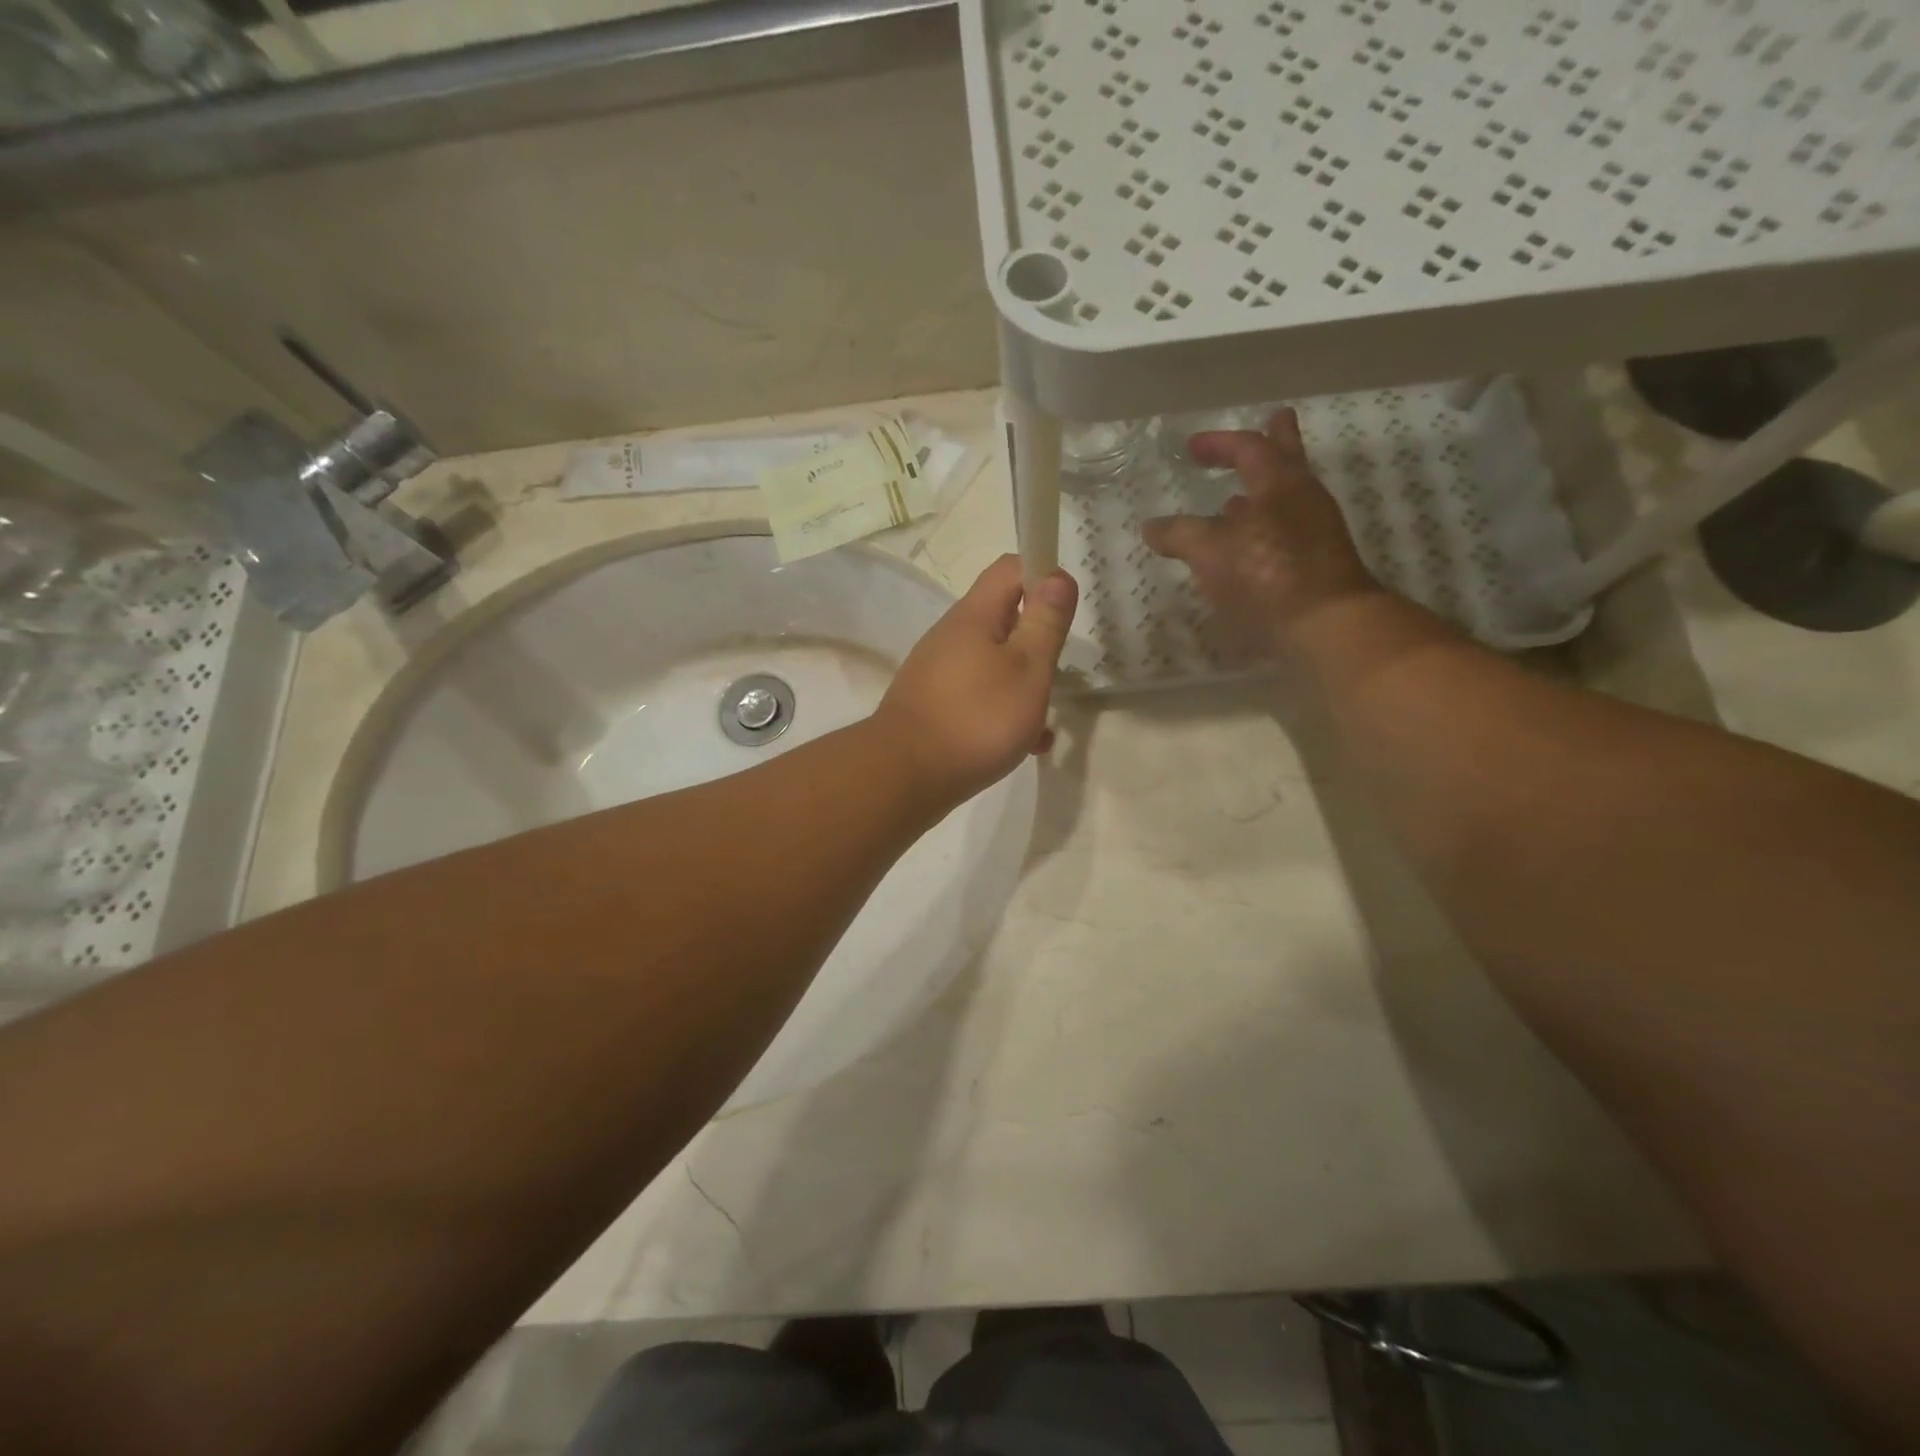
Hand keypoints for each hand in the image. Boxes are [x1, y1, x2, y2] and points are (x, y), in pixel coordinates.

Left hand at [874, 554, 1077, 805]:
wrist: (904, 776)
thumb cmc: (976, 719)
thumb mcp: (1027, 669)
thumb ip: (1045, 622)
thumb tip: (1056, 575)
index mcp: (973, 616)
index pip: (1010, 568)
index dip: (1043, 577)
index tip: (1065, 613)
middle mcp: (951, 636)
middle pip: (1003, 618)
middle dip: (1036, 642)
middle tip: (1054, 675)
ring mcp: (938, 672)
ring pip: (993, 662)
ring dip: (1023, 683)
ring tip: (1042, 722)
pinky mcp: (933, 705)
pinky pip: (978, 696)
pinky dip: (1002, 711)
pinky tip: (1023, 745)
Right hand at [1144, 408, 1380, 652]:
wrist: (1326, 626)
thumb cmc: (1266, 575)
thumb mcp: (1210, 551)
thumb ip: (1179, 534)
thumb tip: (1151, 527)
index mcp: (1280, 484)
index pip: (1250, 448)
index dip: (1219, 443)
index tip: (1191, 447)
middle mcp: (1304, 500)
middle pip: (1288, 460)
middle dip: (1274, 441)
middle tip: (1274, 421)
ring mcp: (1316, 534)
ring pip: (1287, 500)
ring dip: (1261, 496)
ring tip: (1235, 503)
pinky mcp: (1317, 566)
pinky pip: (1285, 535)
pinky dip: (1262, 533)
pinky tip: (1243, 552)